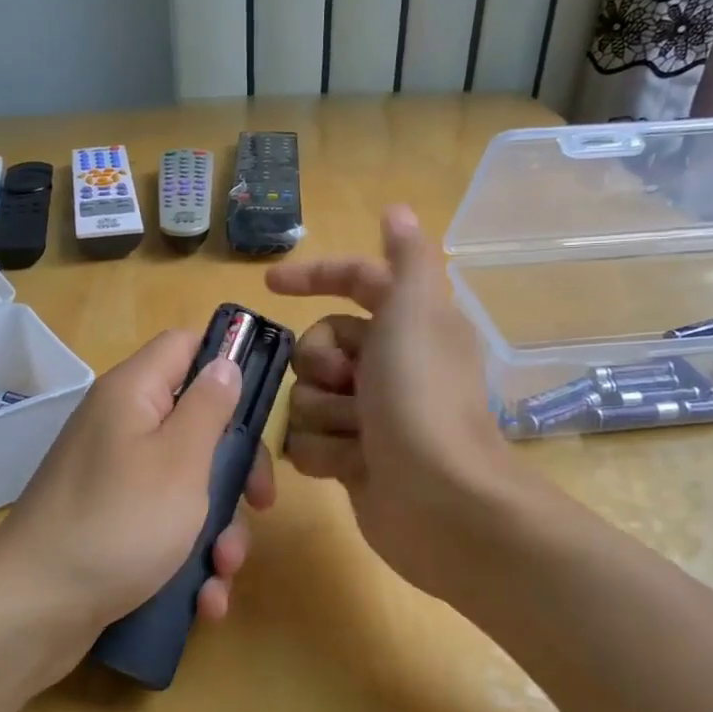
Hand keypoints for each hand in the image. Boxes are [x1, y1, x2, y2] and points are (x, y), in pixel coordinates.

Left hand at [0, 328, 275, 679]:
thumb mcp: (180, 460)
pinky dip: (188, 557)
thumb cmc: (120, 522)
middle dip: (236, 468)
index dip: (228, 361)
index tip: (263, 405)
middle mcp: (121, 427)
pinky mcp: (112, 524)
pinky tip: (204, 599)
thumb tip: (224, 362)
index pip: (186, 344)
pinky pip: (163, 525)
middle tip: (260, 503)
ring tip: (223, 570)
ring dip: (218, 527)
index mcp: (133, 394)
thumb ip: (209, 406)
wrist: (34, 610)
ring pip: (188, 484)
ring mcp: (115, 478)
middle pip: (197, 422)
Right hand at [265, 206, 534, 601]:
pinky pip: (307, 442)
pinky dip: (325, 452)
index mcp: (408, 323)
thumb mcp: (416, 313)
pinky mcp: (353, 458)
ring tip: (360, 437)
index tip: (270, 285)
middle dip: (322, 365)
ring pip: (306, 396)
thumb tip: (398, 210)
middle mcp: (388, 364)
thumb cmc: (423, 399)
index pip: (355, 281)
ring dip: (325, 414)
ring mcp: (369, 415)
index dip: (314, 277)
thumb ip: (406, 259)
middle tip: (351, 385)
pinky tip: (352, 467)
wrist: (441, 502)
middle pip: (318, 344)